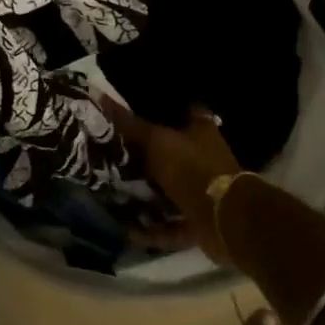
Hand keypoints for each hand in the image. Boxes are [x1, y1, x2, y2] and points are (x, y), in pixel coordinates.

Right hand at [102, 99, 241, 261]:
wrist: (225, 218)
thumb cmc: (192, 168)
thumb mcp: (156, 141)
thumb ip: (129, 124)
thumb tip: (99, 95)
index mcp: (201, 132)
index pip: (184, 112)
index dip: (162, 111)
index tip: (135, 113)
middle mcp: (203, 159)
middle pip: (171, 155)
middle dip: (145, 159)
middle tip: (112, 158)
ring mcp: (202, 192)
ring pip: (169, 192)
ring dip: (146, 196)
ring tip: (113, 195)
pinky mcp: (199, 222)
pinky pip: (170, 225)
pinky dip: (151, 229)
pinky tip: (126, 229)